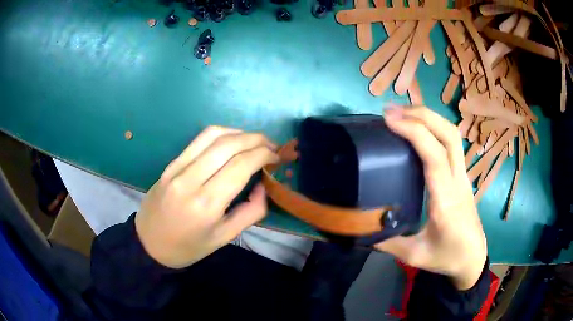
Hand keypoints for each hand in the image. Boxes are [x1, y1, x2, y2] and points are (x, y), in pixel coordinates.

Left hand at [135, 126, 278, 268]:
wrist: (149, 243)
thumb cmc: (188, 247)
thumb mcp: (224, 238)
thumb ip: (251, 212)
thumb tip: (264, 186)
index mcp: (206, 204)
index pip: (241, 165)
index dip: (264, 155)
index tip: (278, 157)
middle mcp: (191, 180)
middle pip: (229, 145)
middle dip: (256, 139)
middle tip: (272, 146)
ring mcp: (177, 168)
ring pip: (213, 135)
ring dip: (239, 132)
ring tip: (255, 140)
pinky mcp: (170, 164)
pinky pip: (198, 140)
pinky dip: (220, 134)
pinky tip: (232, 140)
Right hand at [376, 106, 486, 289]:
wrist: (473, 258)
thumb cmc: (447, 257)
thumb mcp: (414, 256)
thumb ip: (387, 242)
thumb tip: (360, 229)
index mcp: (446, 201)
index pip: (434, 155)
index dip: (413, 131)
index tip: (389, 119)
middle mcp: (458, 181)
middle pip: (449, 135)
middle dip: (422, 115)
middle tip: (392, 111)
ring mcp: (463, 176)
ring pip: (453, 135)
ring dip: (429, 117)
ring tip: (403, 113)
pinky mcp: (462, 175)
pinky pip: (452, 143)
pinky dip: (434, 127)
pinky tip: (418, 130)